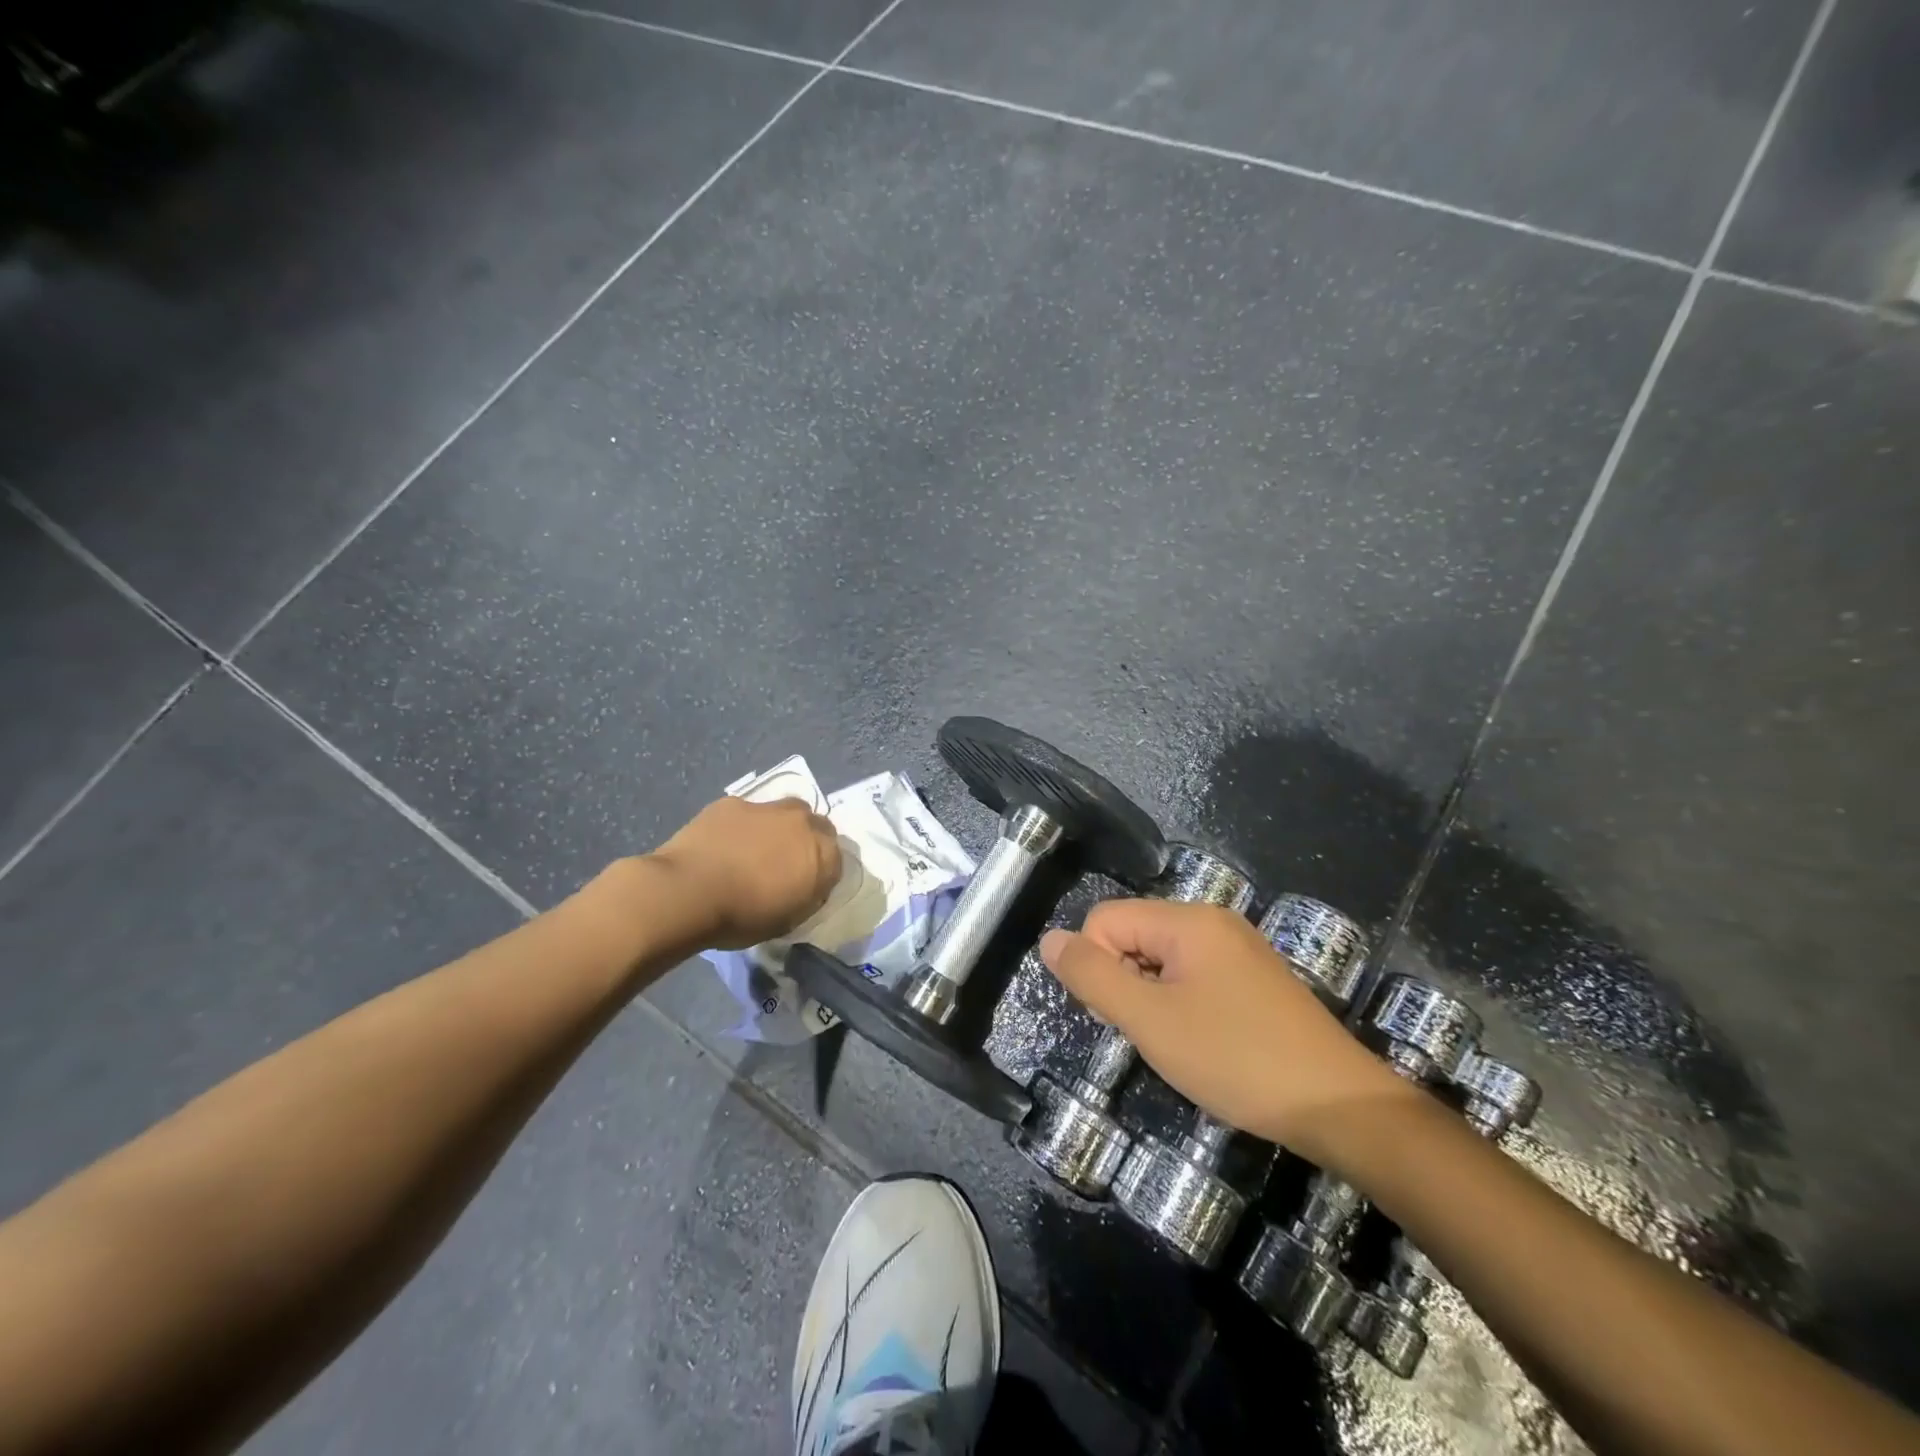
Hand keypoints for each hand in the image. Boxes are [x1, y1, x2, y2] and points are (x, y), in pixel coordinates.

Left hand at [649, 796, 842, 950]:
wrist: (688, 891)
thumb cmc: (742, 916)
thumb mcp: (787, 920)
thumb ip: (805, 896)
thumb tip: (804, 887)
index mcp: (823, 854)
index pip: (837, 859)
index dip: (822, 873)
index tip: (806, 888)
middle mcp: (802, 823)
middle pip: (816, 825)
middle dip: (807, 841)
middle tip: (785, 864)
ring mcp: (767, 808)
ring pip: (784, 812)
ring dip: (778, 828)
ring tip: (755, 851)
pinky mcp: (733, 803)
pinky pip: (747, 813)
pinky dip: (743, 826)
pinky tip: (724, 845)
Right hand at [1040, 900, 1406, 1159]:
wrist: (1340, 1107)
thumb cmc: (1236, 1059)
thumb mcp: (1150, 1021)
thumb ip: (1093, 976)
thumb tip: (1050, 939)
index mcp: (1188, 920)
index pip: (1105, 919)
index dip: (1097, 966)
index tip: (1123, 1017)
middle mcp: (1213, 921)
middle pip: (1133, 934)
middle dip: (1125, 982)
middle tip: (1151, 1034)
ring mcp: (1238, 949)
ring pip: (1161, 958)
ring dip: (1151, 997)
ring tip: (1177, 1043)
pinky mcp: (1254, 978)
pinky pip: (1193, 975)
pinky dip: (1180, 1004)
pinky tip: (1203, 1042)